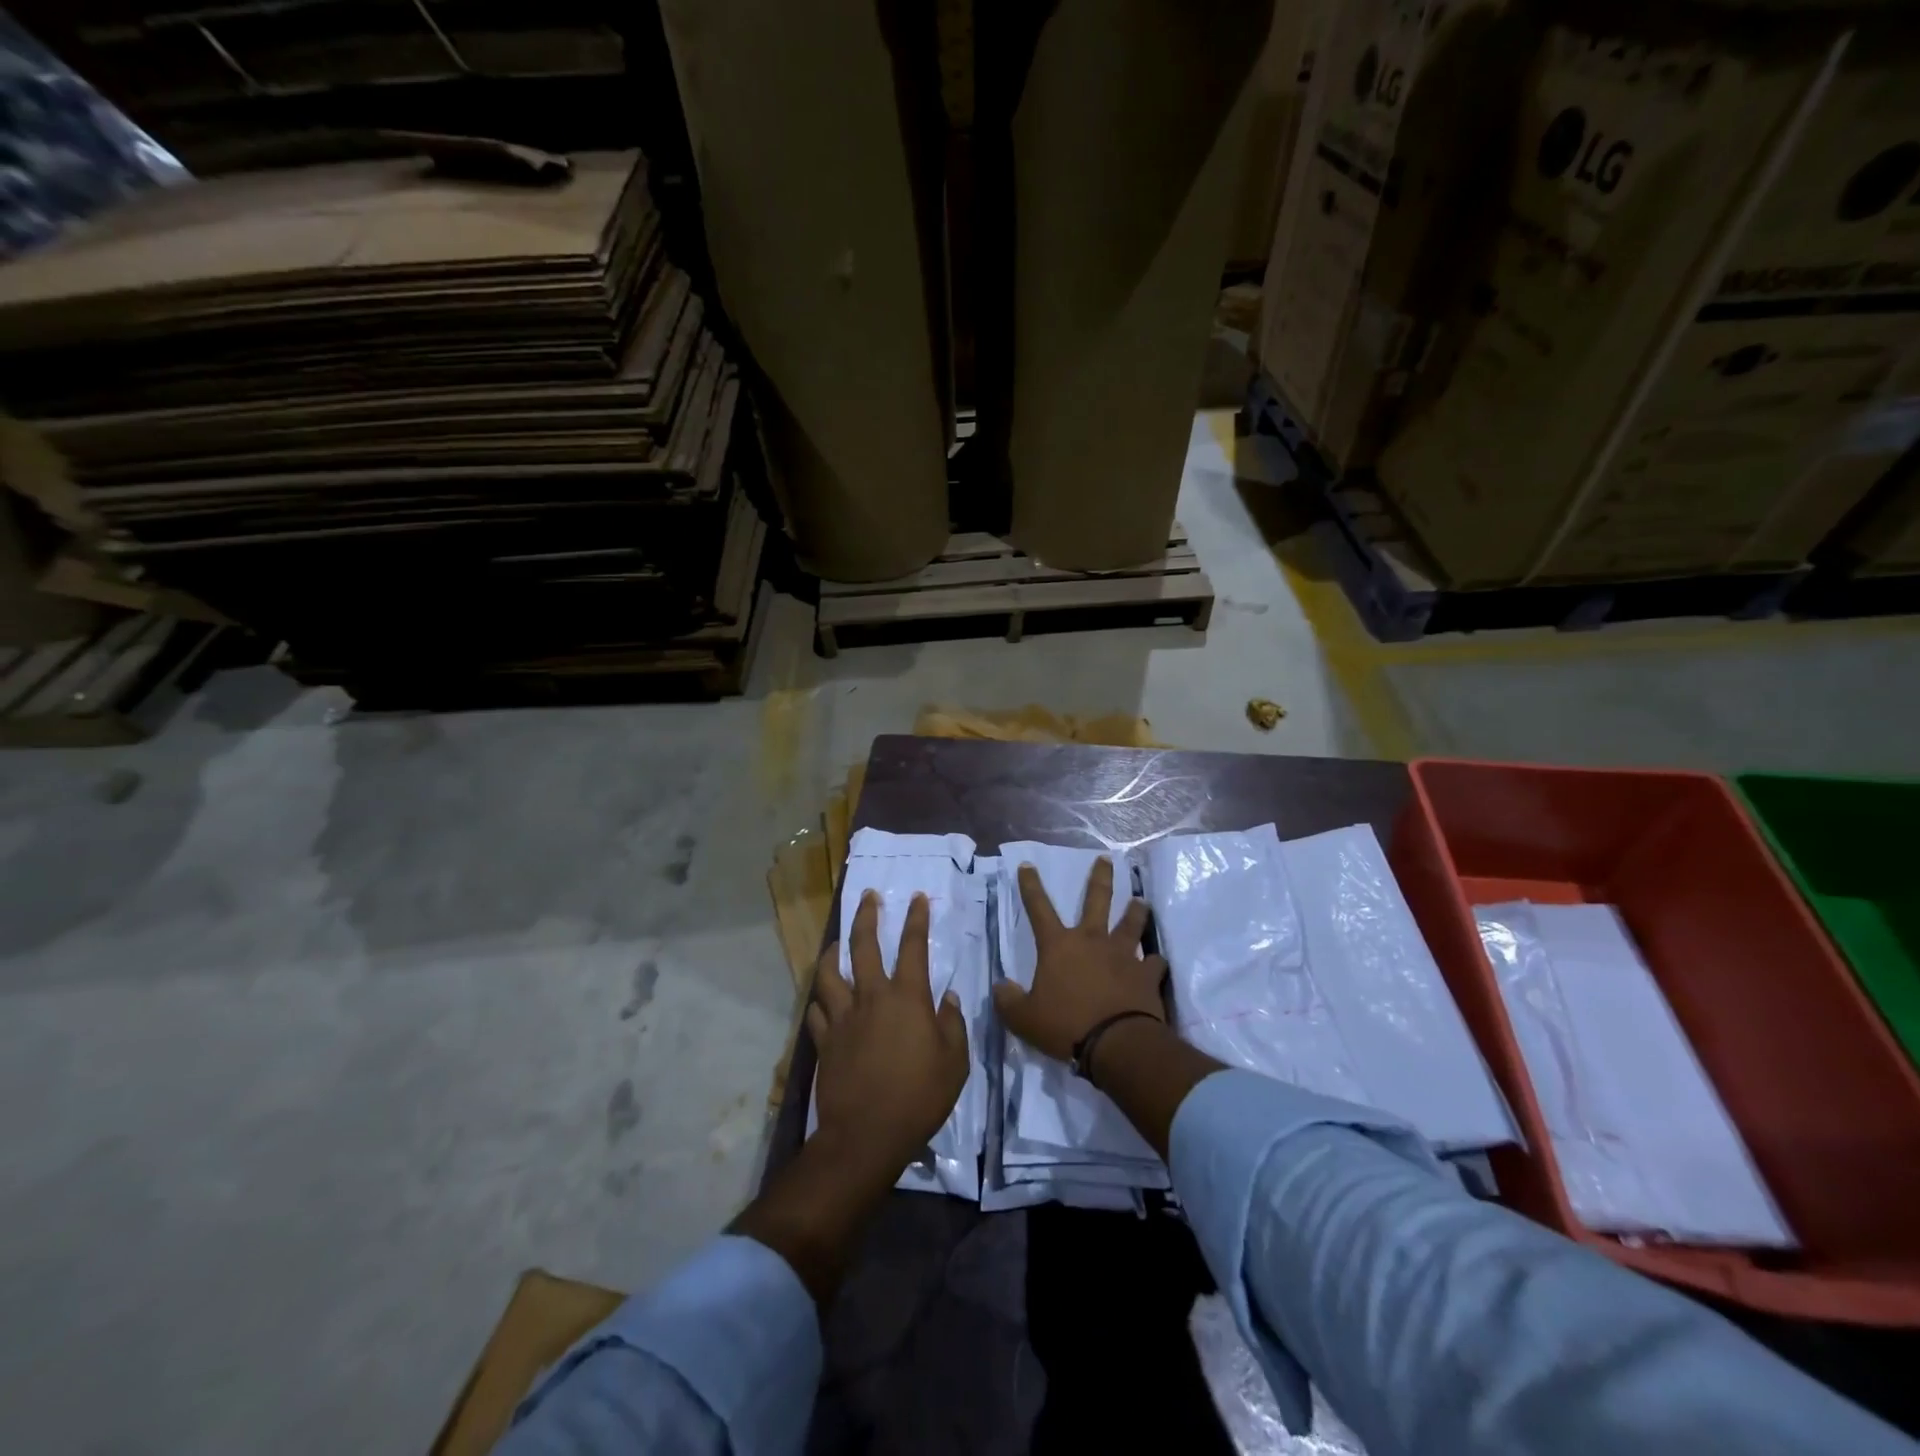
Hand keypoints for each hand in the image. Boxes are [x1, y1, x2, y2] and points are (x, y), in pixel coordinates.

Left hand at [808, 890, 969, 1174]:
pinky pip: (816, 1011)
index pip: (913, 946)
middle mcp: (871, 997)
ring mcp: (843, 1017)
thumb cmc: (918, 1098)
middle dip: (867, 916)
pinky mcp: (824, 1041)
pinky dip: (819, 1001)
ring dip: (832, 953)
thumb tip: (950, 998)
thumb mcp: (955, 1064)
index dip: (916, 919)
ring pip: (829, 973)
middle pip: (864, 945)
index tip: (916, 898)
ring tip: (835, 944)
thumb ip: (953, 1025)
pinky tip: (822, 1000)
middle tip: (868, 897)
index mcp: (907, 998)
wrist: (866, 1136)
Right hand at [992, 856, 1166, 1063]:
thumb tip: (1001, 988)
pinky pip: (1154, 963)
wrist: (1117, 1044)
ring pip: (1131, 924)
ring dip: (1135, 912)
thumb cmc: (1065, 1026)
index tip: (1028, 865)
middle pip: (1097, 900)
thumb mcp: (1024, 1019)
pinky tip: (1157, 962)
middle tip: (1106, 859)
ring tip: (1141, 901)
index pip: (1039, 908)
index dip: (1031, 886)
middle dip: (1100, 877)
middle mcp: (1092, 941)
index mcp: (1059, 946)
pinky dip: (1154, 962)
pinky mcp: (1146, 975)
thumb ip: (1009, 1001)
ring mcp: (1123, 955)